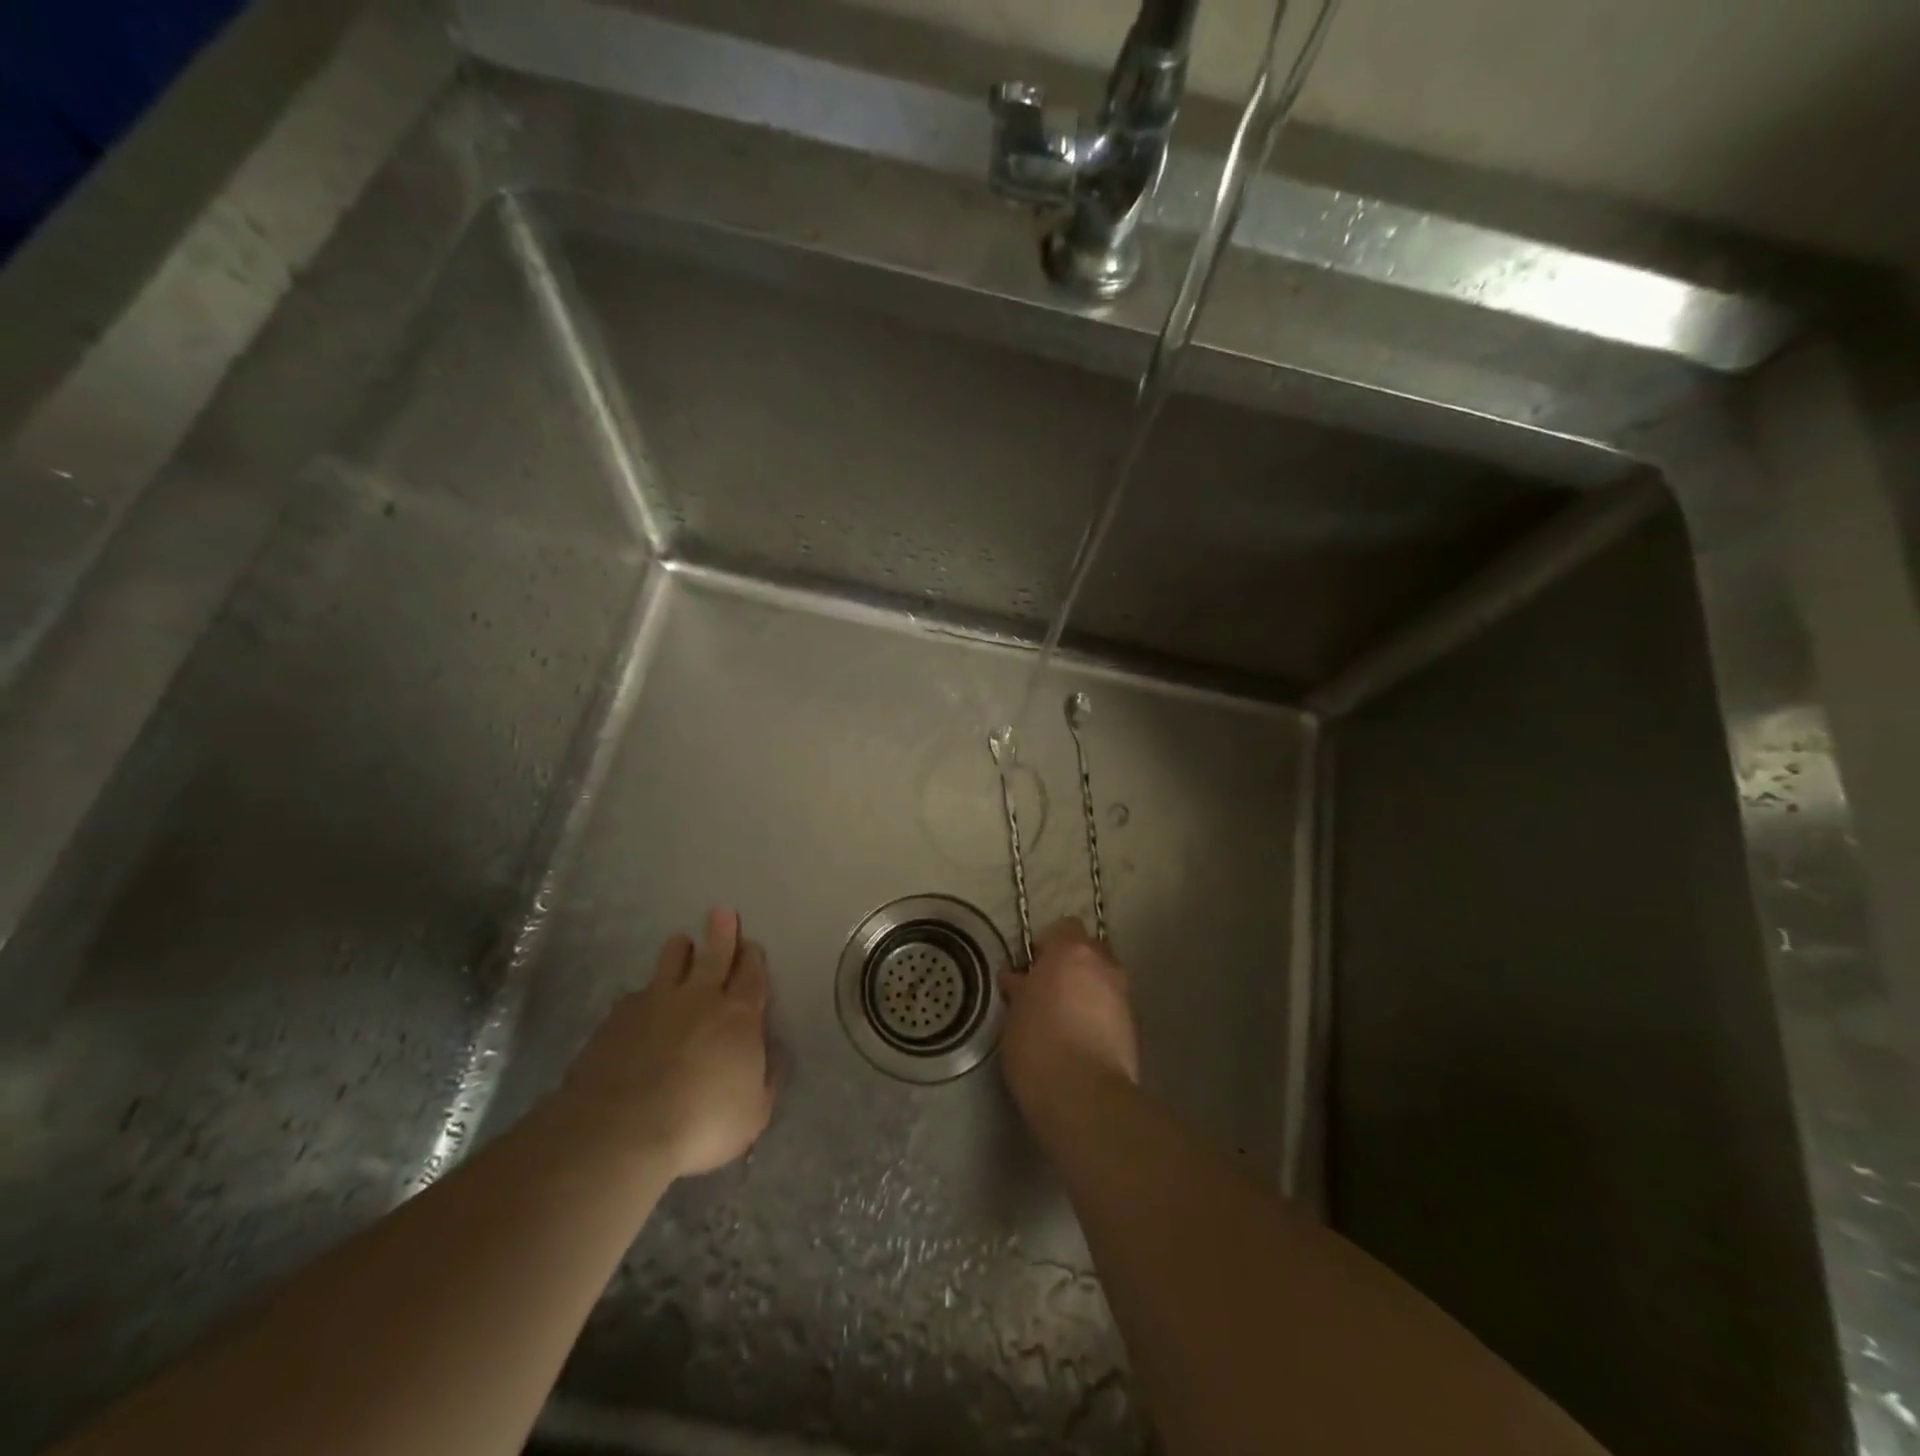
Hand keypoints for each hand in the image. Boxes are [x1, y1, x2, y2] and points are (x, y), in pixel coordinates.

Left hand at [559, 908, 775, 1178]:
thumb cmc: (700, 1124)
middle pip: (714, 956)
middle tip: (721, 912)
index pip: (752, 977)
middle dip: (722, 933)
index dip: (753, 959)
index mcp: (739, 1017)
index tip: (752, 945)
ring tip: (681, 942)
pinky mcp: (616, 1020)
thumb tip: (772, 1057)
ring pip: (671, 964)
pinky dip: (643, 994)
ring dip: (679, 951)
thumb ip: (765, 1080)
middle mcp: (699, 1000)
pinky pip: (635, 996)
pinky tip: (638, 1000)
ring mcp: (654, 1005)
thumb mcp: (753, 1114)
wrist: (621, 1130)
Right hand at [1000, 917, 1138, 1125]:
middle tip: (1049, 991)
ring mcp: (1124, 995)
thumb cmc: (1038, 1045)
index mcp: (1071, 951)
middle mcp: (1104, 964)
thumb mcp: (1014, 1014)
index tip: (1033, 969)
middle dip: (1073, 966)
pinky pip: (1114, 1008)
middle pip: (1089, 951)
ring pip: (1104, 980)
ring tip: (1067, 1020)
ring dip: (1089, 991)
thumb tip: (1018, 978)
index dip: (1048, 945)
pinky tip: (1084, 1041)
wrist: (1085, 1097)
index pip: (1064, 927)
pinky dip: (1101, 1016)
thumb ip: (1020, 988)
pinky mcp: (1136, 1028)